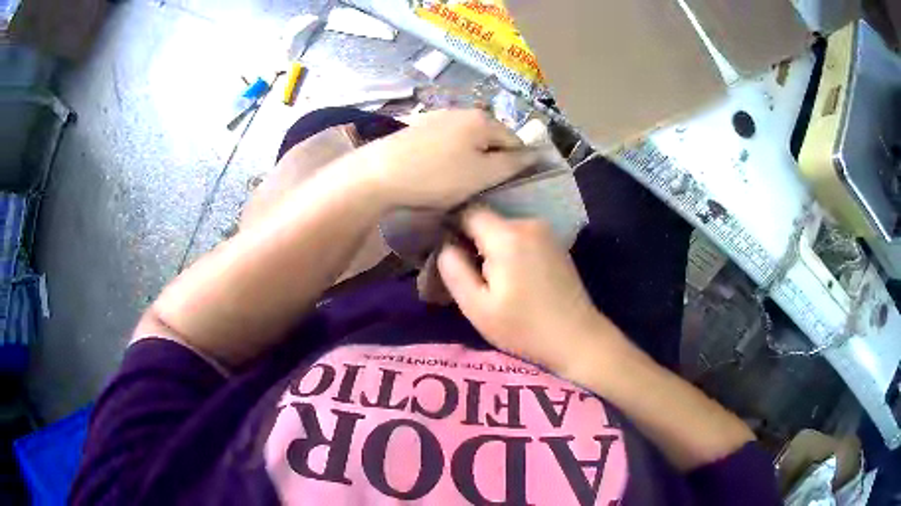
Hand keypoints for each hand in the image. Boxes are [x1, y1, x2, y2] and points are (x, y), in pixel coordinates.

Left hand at [357, 110, 536, 209]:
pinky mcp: (418, 127)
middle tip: (476, 186)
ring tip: (454, 181)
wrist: (379, 174)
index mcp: (483, 120)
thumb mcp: (483, 175)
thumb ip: (513, 163)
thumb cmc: (437, 177)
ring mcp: (437, 116)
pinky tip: (434, 171)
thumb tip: (534, 153)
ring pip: (467, 139)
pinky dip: (448, 155)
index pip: (514, 141)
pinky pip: (446, 141)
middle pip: (489, 138)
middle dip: (489, 160)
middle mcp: (463, 111)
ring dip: (468, 158)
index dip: (513, 165)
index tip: (498, 186)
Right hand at [437, 207, 627, 373]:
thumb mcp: (478, 307)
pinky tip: (514, 279)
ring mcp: (546, 232)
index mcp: (507, 236)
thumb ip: (454, 271)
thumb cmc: (524, 328)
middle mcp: (528, 223)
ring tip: (492, 282)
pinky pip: (521, 237)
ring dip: (492, 248)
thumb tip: (445, 246)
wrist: (577, 338)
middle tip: (470, 276)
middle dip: (473, 242)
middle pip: (487, 221)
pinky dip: (510, 251)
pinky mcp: (555, 243)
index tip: (448, 255)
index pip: (468, 212)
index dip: (453, 229)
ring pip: (503, 229)